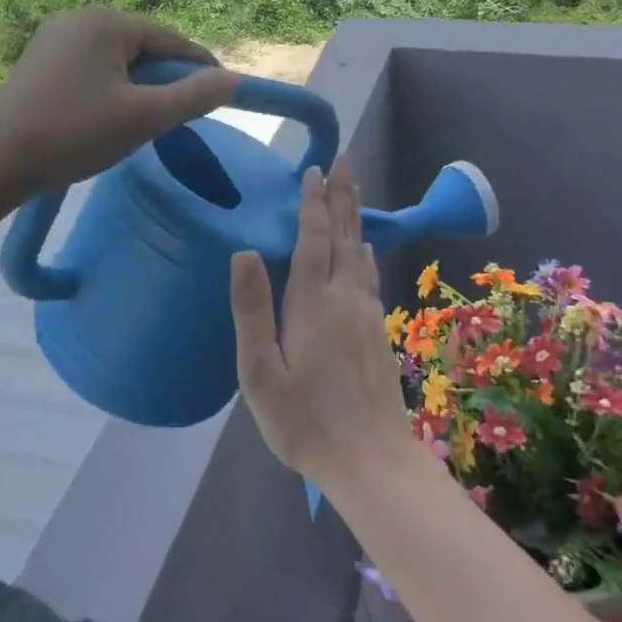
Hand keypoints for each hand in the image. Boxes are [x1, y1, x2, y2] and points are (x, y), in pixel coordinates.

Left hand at [0, 6, 237, 203]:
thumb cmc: (74, 134)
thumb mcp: (144, 117)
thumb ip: (194, 96)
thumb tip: (234, 81)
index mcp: (106, 22)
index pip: (172, 40)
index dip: (201, 70)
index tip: (221, 99)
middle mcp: (79, 18)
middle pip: (144, 48)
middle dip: (166, 82)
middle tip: (178, 120)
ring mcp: (53, 39)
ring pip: (118, 62)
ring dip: (139, 89)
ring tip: (143, 125)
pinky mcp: (38, 63)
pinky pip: (92, 70)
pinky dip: (111, 91)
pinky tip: (108, 121)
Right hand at [232, 160, 411, 490]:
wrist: (371, 461)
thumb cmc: (305, 422)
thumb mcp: (261, 372)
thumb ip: (253, 310)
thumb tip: (244, 251)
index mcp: (312, 304)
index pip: (312, 240)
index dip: (312, 203)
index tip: (313, 170)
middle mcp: (344, 299)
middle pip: (343, 236)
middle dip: (341, 196)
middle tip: (344, 160)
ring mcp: (367, 314)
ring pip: (360, 252)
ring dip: (355, 217)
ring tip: (354, 190)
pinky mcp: (378, 332)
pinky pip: (370, 276)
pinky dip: (366, 253)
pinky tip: (366, 250)